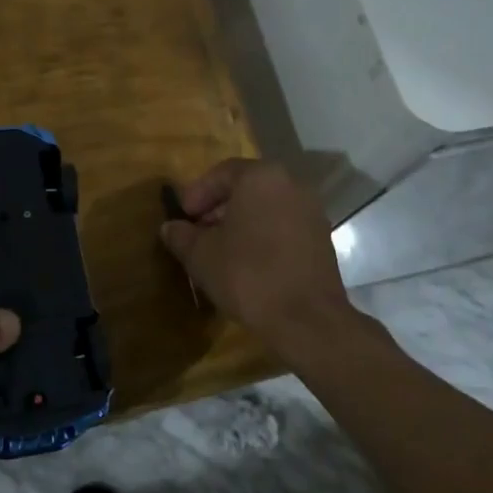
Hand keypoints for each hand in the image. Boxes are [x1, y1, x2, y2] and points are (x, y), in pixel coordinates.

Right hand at [159, 159, 349, 338]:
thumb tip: (170, 228)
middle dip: (218, 208)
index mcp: (261, 177)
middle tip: (197, 231)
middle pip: (247, 188)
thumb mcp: (201, 255)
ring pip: (266, 207)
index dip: (197, 193)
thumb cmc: (247, 275)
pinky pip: (283, 226)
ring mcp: (311, 212)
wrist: (306, 320)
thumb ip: (181, 236)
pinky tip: (247, 262)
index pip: (222, 173)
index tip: (183, 216)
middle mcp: (291, 185)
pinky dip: (263, 235)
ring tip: (219, 249)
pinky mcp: (321, 239)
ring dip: (240, 223)